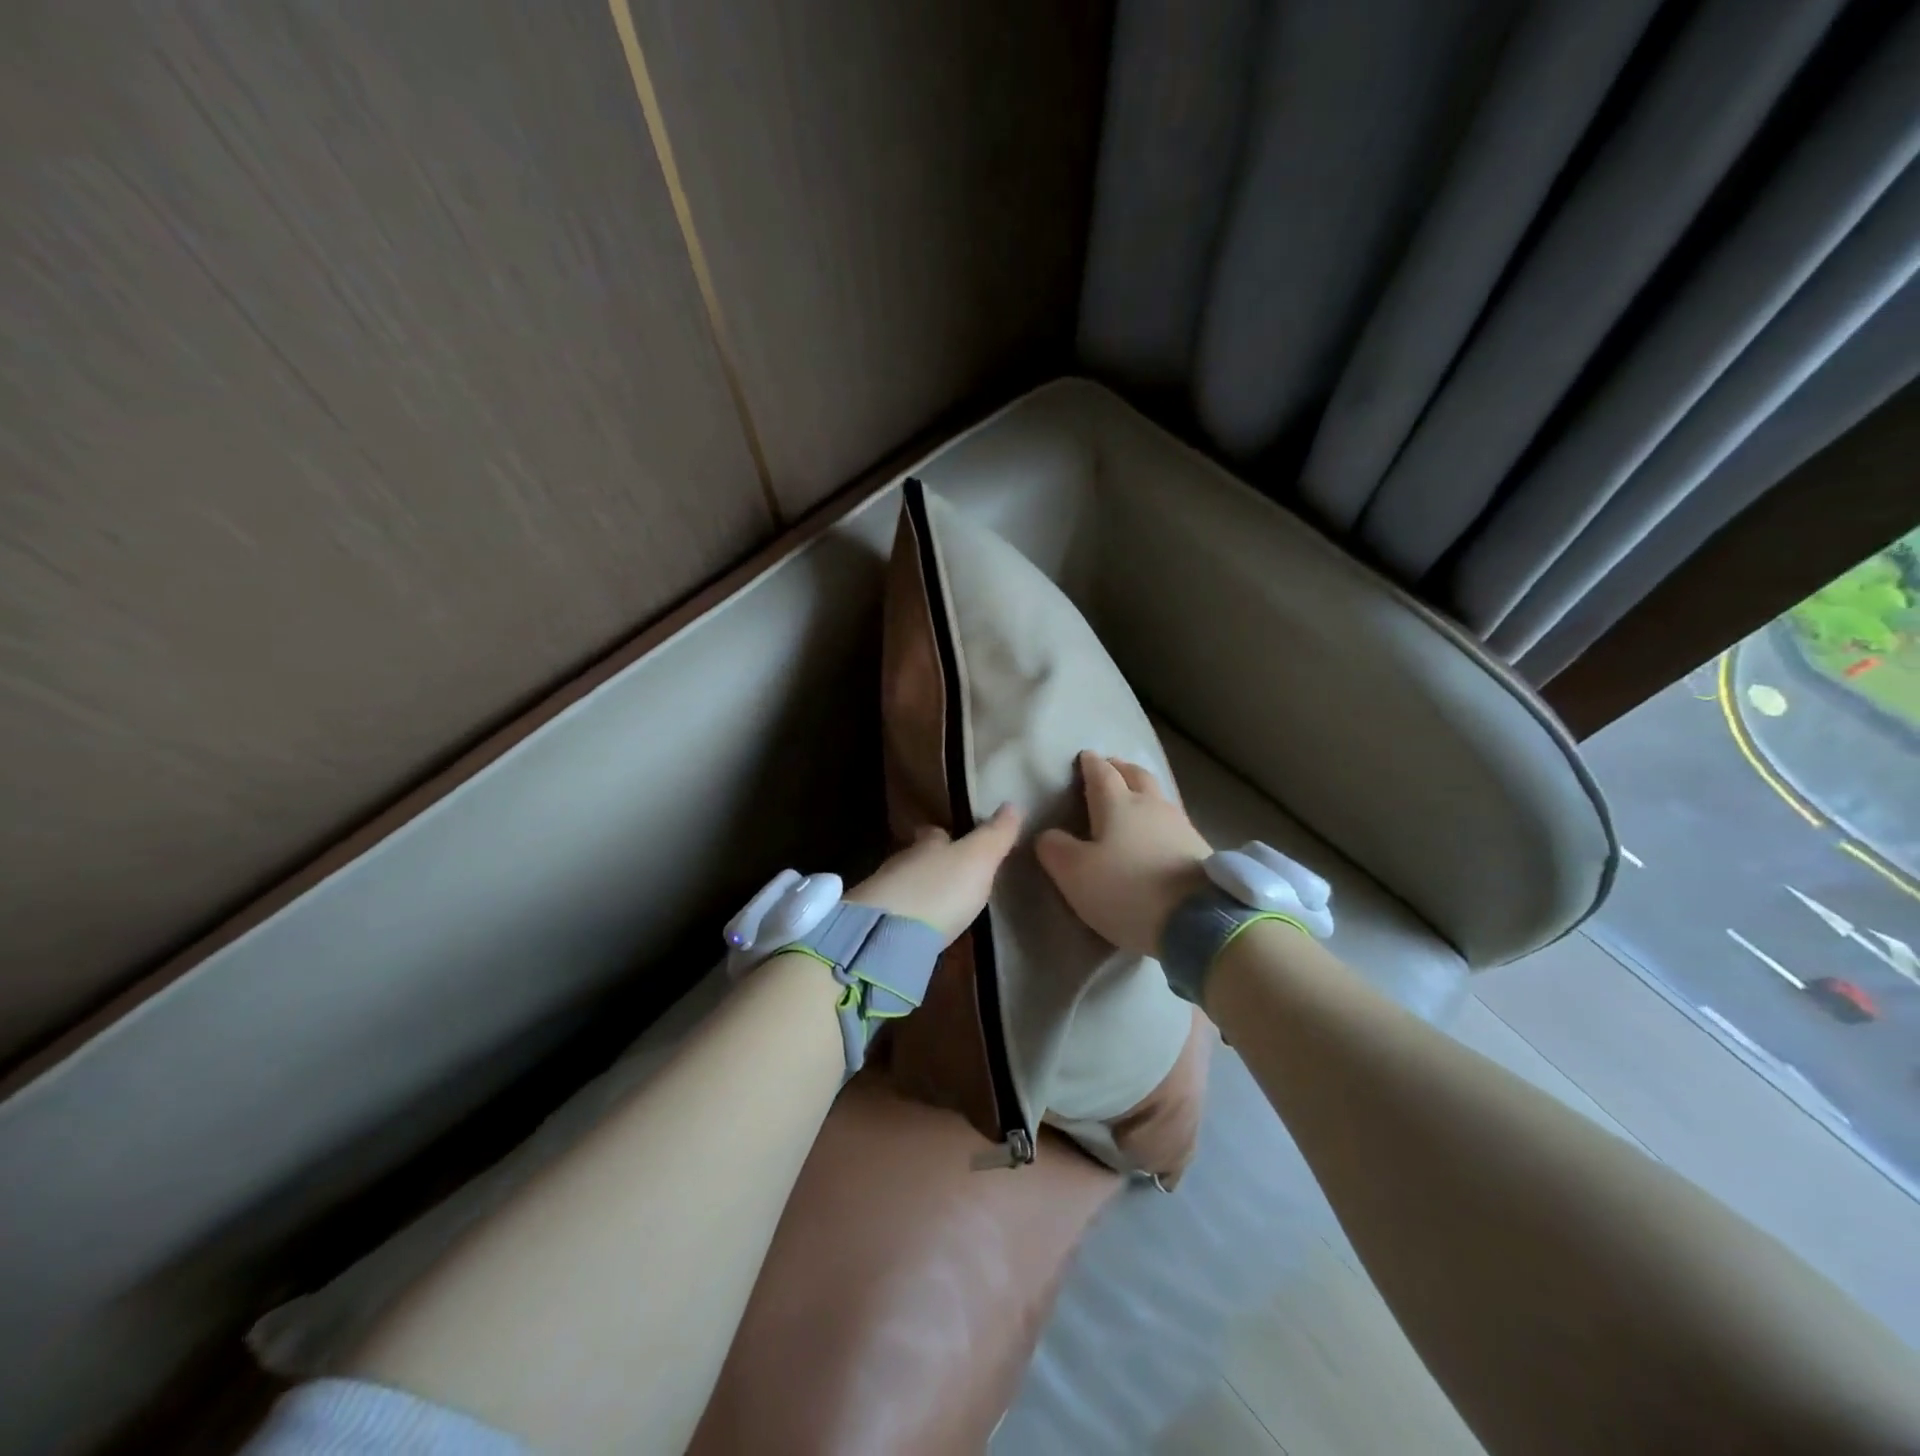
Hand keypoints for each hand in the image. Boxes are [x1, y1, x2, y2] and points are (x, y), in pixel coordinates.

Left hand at [846, 803, 1022, 944]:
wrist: (884, 936)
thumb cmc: (938, 890)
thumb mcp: (977, 860)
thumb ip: (995, 835)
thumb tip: (1013, 804)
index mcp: (927, 845)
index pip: (935, 834)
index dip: (946, 837)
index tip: (954, 839)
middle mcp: (901, 863)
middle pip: (916, 858)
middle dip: (930, 865)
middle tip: (948, 876)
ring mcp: (882, 894)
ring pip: (903, 885)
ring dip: (917, 892)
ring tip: (936, 905)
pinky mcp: (872, 926)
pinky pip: (893, 915)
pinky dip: (905, 918)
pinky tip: (916, 930)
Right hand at [1035, 751, 1211, 955]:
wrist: (1198, 920)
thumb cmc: (1128, 890)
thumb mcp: (1075, 874)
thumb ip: (1055, 849)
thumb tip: (1049, 835)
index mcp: (1118, 804)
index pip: (1101, 773)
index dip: (1090, 764)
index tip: (1083, 757)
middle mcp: (1150, 805)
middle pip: (1136, 774)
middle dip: (1120, 768)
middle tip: (1109, 768)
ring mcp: (1179, 824)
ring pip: (1157, 795)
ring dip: (1142, 789)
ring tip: (1132, 797)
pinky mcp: (1199, 848)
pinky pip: (1172, 820)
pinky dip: (1158, 816)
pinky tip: (1156, 831)